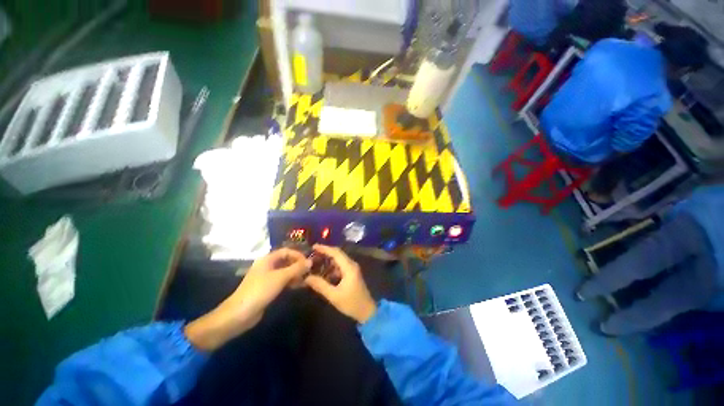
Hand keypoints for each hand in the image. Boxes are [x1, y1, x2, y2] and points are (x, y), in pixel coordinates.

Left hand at [185, 248, 310, 350]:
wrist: (240, 314)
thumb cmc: (260, 290)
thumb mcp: (280, 277)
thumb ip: (297, 268)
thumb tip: (310, 261)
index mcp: (267, 259)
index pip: (286, 251)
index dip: (298, 255)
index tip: (308, 262)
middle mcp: (267, 266)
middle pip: (286, 261)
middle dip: (298, 265)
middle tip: (309, 272)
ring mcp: (267, 277)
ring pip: (285, 271)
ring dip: (296, 274)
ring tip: (307, 279)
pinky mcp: (268, 288)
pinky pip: (282, 281)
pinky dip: (291, 282)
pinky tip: (299, 286)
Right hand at [304, 244, 376, 322]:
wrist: (367, 311)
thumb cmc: (351, 303)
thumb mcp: (334, 296)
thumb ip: (320, 285)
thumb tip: (306, 277)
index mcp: (349, 267)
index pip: (336, 253)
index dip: (325, 248)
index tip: (313, 246)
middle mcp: (352, 264)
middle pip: (338, 254)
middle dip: (325, 252)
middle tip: (312, 253)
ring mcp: (353, 269)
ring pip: (339, 259)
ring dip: (328, 259)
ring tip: (316, 261)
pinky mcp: (352, 273)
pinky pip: (341, 265)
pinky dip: (332, 266)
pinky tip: (324, 271)